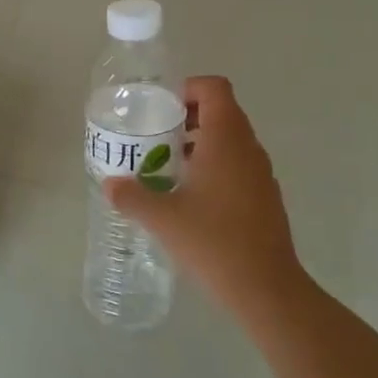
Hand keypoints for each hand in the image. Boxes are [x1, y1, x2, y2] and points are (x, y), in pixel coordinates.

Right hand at [104, 76, 300, 317]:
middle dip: (188, 117)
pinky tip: (192, 199)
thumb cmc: (214, 241)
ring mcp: (262, 174)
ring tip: (169, 168)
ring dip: (201, 143)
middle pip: (222, 111)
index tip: (161, 109)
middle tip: (157, 137)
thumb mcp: (162, 218)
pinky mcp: (266, 198)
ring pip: (231, 141)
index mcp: (226, 139)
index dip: (188, 89)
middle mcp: (248, 148)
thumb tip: (110, 184)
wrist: (266, 289)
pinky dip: (216, 168)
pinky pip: (239, 166)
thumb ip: (131, 196)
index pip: (214, 88)